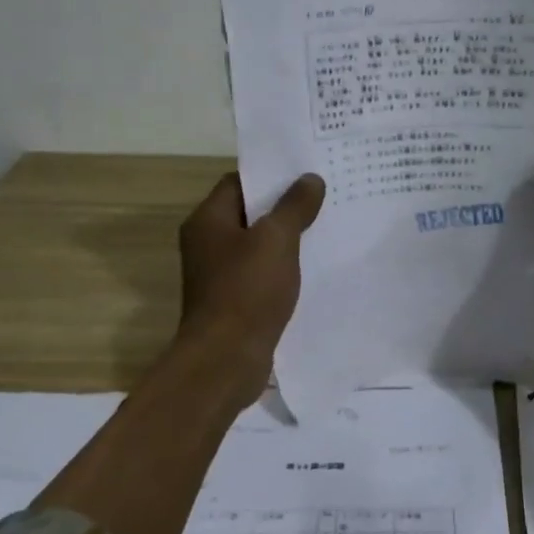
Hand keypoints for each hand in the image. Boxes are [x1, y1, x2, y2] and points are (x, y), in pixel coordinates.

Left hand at [176, 170, 325, 404]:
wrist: (225, 360)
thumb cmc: (247, 291)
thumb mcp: (276, 240)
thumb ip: (294, 206)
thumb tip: (310, 179)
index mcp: (208, 220)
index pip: (239, 182)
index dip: (271, 175)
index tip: (306, 173)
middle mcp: (208, 243)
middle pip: (249, 213)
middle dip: (284, 206)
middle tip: (324, 197)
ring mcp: (219, 274)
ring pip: (258, 245)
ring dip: (287, 239)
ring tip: (325, 228)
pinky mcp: (233, 300)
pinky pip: (261, 273)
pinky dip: (283, 268)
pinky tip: (312, 268)